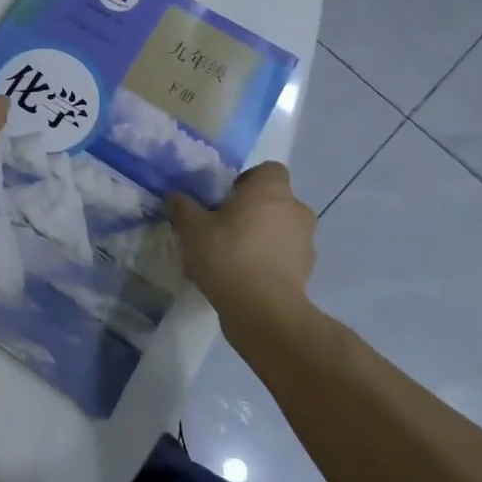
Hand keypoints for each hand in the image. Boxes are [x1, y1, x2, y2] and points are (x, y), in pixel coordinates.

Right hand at [167, 163, 317, 324]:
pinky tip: (243, 277)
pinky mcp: (306, 273)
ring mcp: (305, 243)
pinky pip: (285, 258)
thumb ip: (183, 207)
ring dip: (263, 237)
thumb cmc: (228, 255)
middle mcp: (296, 210)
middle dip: (254, 210)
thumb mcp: (192, 228)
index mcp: (271, 190)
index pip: (268, 170)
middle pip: (275, 201)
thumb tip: (175, 196)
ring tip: (233, 255)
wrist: (263, 311)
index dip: (248, 180)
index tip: (226, 198)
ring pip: (282, 230)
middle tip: (225, 226)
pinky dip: (269, 262)